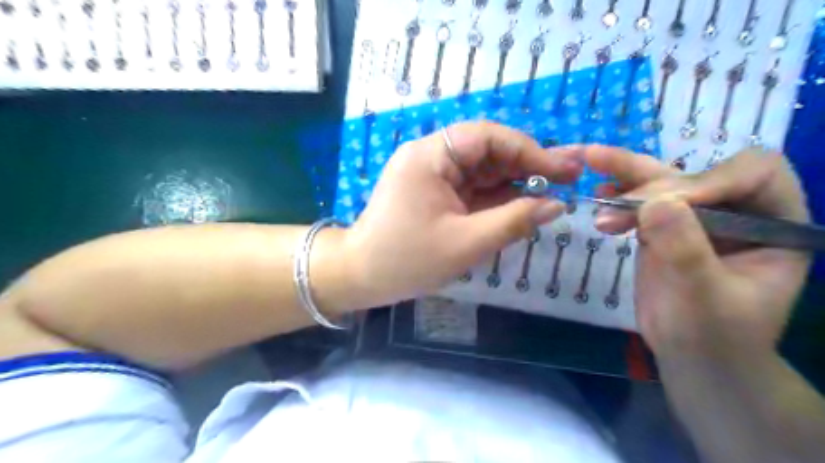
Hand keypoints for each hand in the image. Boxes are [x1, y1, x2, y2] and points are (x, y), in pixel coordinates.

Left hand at [345, 121, 582, 307]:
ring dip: (513, 182)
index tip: (562, 170)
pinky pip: (471, 187)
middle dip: (524, 165)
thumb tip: (556, 205)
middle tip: (565, 181)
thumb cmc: (407, 260)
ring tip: (550, 194)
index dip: (528, 149)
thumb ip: (514, 221)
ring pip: (481, 169)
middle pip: (486, 150)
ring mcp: (431, 174)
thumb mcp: (465, 243)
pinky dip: (496, 196)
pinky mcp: (433, 192)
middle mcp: (430, 156)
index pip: (486, 136)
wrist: (360, 277)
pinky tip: (521, 204)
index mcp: (430, 156)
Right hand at [586, 147, 809, 363]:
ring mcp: (697, 218)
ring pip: (664, 183)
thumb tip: (653, 203)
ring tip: (590, 160)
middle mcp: (738, 211)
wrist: (691, 356)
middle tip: (610, 201)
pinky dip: (618, 196)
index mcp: (775, 223)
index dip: (707, 180)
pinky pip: (641, 203)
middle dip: (652, 185)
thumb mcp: (705, 297)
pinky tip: (598, 192)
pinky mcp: (664, 228)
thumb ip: (685, 249)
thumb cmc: (715, 335)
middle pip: (697, 174)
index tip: (659, 206)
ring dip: (627, 173)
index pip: (751, 174)